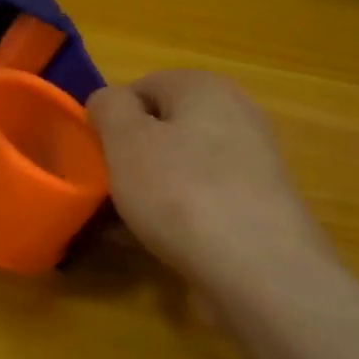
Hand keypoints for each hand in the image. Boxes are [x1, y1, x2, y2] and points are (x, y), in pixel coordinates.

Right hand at [89, 70, 335, 299]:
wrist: (259, 271)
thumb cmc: (181, 191)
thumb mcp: (126, 140)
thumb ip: (109, 107)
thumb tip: (109, 101)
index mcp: (205, 86)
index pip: (142, 87)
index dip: (113, 118)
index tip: (99, 155)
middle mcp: (236, 114)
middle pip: (165, 127)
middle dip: (133, 156)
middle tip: (110, 188)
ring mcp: (252, 163)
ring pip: (183, 166)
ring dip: (152, 189)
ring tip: (126, 223)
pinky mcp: (259, 207)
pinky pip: (204, 199)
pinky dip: (179, 215)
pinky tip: (157, 243)